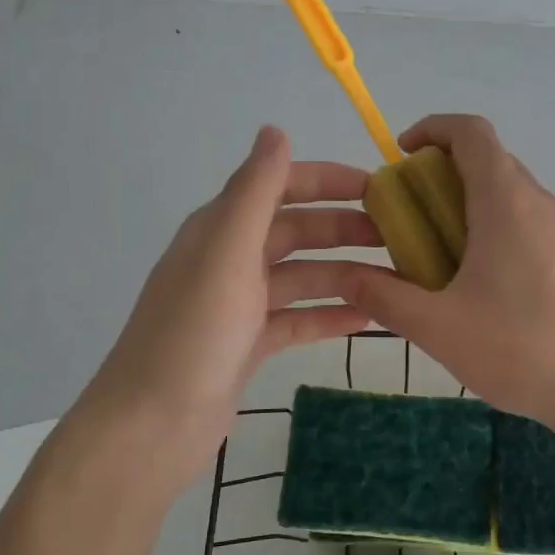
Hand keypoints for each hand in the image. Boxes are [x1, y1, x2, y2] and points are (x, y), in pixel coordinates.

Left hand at [78, 126, 376, 494]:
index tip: (381, 187)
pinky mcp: (249, 343)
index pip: (281, 186)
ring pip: (303, 276)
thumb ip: (255, 191)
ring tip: (397, 279)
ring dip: (346, 273)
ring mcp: (240, 303)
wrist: (153, 425)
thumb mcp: (227, 253)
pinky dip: (330, 314)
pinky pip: (298, 318)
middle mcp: (230, 258)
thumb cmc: (193, 333)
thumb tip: (275, 129)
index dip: (329, 180)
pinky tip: (369, 319)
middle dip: (346, 228)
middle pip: (297, 231)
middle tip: (401, 237)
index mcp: (221, 228)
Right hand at [338, 114, 554, 430]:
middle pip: (487, 159)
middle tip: (408, 215)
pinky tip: (477, 281)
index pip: (471, 132)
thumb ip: (385, 297)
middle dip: (440, 172)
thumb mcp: (437, 326)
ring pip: (506, 191)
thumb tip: (345, 276)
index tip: (401, 157)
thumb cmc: (518, 348)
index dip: (432, 129)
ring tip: (436, 252)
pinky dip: (490, 226)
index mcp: (505, 202)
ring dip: (466, 203)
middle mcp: (537, 202)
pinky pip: (523, 220)